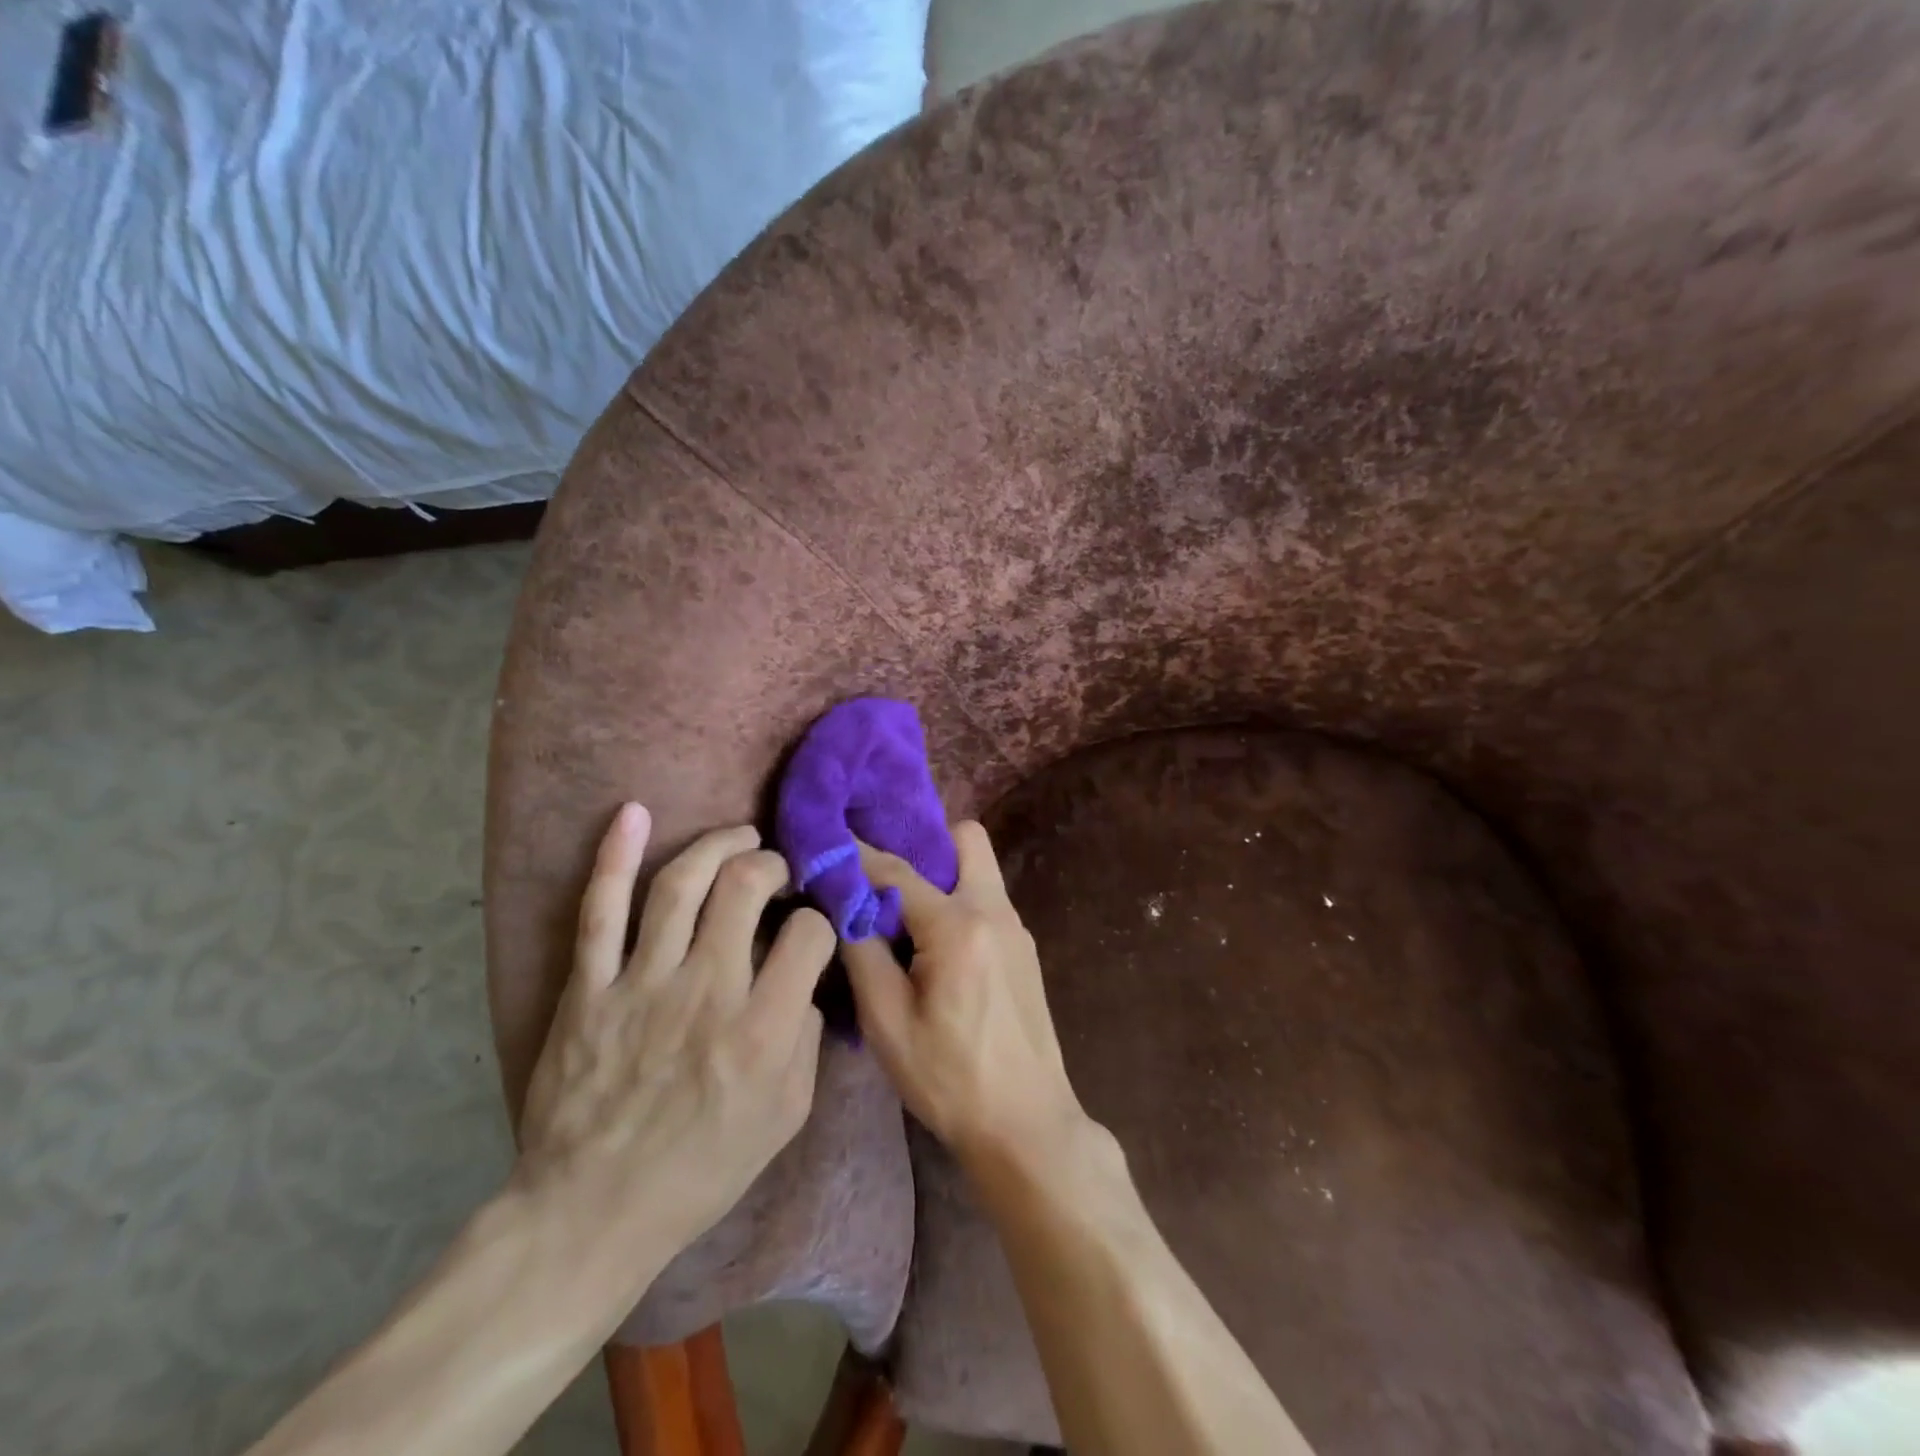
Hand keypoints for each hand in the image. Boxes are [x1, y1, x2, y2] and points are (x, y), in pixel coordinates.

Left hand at [513, 804, 835, 1277]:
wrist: (592, 1213)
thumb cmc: (702, 1169)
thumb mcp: (786, 1116)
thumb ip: (806, 1038)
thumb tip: (806, 979)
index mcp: (762, 1028)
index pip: (807, 934)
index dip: (818, 919)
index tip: (812, 926)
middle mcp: (707, 990)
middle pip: (745, 887)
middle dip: (772, 866)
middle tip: (777, 871)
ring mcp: (642, 983)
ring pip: (682, 884)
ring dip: (717, 846)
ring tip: (740, 836)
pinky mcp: (589, 987)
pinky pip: (600, 910)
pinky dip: (613, 856)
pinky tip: (632, 813)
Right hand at [840, 822, 1091, 1167]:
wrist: (1026, 1125)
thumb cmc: (949, 1079)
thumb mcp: (887, 1023)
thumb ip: (863, 952)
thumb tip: (846, 906)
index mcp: (958, 926)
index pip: (898, 871)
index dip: (858, 854)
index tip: (829, 839)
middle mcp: (995, 910)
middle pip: (965, 839)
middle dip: (923, 844)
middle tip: (883, 876)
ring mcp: (1016, 928)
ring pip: (979, 867)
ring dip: (941, 874)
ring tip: (900, 911)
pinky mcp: (1024, 948)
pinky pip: (987, 899)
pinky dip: (957, 901)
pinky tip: (932, 944)